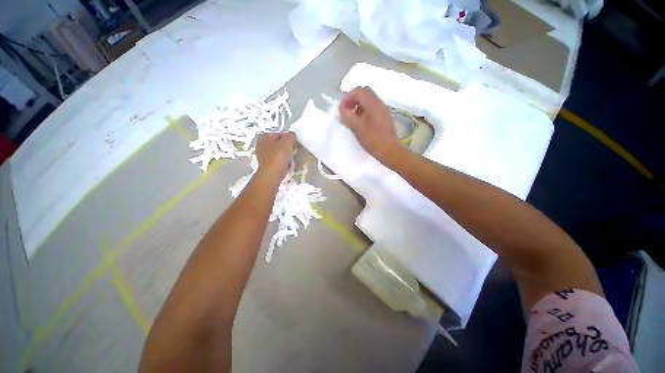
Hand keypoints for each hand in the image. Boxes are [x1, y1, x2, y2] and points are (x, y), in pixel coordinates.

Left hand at [255, 132, 295, 179]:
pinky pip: (277, 161)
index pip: (279, 134)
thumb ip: (291, 136)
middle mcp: (261, 145)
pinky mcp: (266, 165)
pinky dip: (283, 163)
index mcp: (264, 137)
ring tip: (291, 160)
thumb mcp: (287, 142)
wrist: (272, 175)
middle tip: (293, 151)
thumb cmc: (278, 157)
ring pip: (278, 153)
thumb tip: (292, 135)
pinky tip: (287, 166)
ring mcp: (262, 156)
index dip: (288, 139)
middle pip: (278, 144)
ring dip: (286, 156)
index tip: (294, 144)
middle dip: (287, 148)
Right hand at [339, 87, 398, 161]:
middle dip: (353, 100)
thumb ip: (347, 116)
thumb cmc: (372, 139)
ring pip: (368, 101)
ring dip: (358, 106)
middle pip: (364, 93)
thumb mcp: (356, 127)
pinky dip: (364, 111)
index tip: (342, 109)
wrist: (389, 150)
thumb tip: (342, 109)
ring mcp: (383, 110)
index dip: (348, 97)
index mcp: (372, 104)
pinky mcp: (384, 117)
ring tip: (352, 118)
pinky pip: (372, 109)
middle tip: (347, 111)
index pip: (359, 91)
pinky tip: (361, 123)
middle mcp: (379, 103)